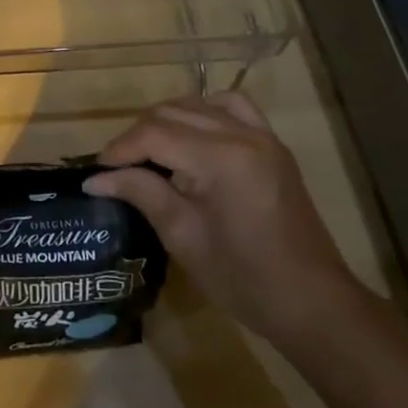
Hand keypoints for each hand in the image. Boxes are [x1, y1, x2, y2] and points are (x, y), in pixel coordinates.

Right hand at [85, 91, 361, 344]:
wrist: (312, 303)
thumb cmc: (243, 279)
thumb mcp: (183, 237)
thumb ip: (141, 193)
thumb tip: (95, 179)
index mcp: (220, 159)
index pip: (154, 134)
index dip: (120, 149)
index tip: (98, 173)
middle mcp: (242, 135)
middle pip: (171, 113)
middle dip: (137, 136)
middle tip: (117, 169)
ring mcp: (262, 136)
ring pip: (197, 104)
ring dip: (165, 122)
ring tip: (148, 153)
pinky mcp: (272, 145)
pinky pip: (231, 107)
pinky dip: (203, 111)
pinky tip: (190, 133)